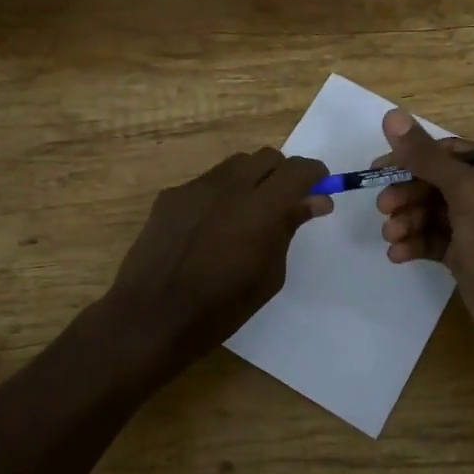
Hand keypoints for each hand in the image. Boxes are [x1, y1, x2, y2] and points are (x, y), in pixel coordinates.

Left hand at [104, 147, 330, 364]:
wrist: (152, 316)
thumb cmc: (222, 307)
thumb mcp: (269, 274)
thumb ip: (289, 228)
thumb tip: (315, 201)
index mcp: (261, 208)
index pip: (297, 170)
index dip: (314, 174)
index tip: (320, 188)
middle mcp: (229, 186)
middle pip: (266, 157)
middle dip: (282, 173)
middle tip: (284, 203)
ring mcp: (195, 187)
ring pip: (235, 165)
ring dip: (251, 179)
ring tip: (246, 214)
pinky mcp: (170, 196)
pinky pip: (206, 183)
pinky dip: (220, 195)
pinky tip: (211, 228)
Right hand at [373, 109, 473, 330]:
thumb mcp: (464, 192)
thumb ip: (425, 156)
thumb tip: (391, 115)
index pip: (450, 152)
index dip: (412, 159)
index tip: (378, 168)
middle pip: (437, 182)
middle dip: (408, 196)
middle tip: (383, 208)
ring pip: (433, 212)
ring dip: (408, 221)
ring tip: (390, 236)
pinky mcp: (468, 252)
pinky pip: (435, 238)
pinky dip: (415, 243)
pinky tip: (398, 254)